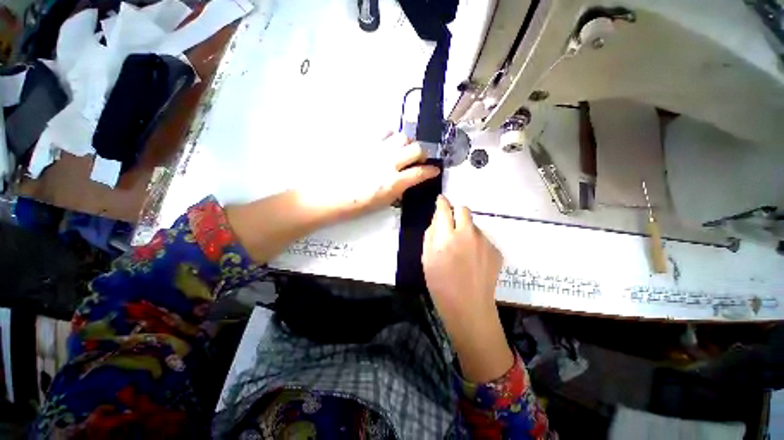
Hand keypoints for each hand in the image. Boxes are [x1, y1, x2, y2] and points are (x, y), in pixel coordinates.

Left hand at [296, 132, 439, 220]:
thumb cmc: (355, 205)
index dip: (431, 171)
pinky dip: (390, 135)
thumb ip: (398, 189)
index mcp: (393, 183)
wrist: (327, 195)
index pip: (421, 173)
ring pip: (402, 136)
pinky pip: (383, 130)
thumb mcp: (382, 203)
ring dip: (406, 143)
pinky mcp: (364, 142)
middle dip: (422, 153)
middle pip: (416, 149)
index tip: (434, 170)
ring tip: (401, 150)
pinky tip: (386, 143)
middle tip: (418, 159)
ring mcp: (376, 149)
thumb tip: (407, 181)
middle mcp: (388, 163)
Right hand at [422, 195, 513, 381]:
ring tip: (463, 249)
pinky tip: (473, 259)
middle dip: (456, 213)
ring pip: (473, 225)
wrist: (468, 306)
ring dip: (466, 230)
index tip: (441, 201)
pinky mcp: (496, 250)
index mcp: (446, 237)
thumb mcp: (426, 258)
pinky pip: (483, 239)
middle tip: (451, 226)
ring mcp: (484, 242)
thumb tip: (438, 219)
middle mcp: (467, 235)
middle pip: (463, 210)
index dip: (442, 203)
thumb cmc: (440, 283)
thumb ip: (431, 234)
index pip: (444, 210)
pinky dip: (476, 243)